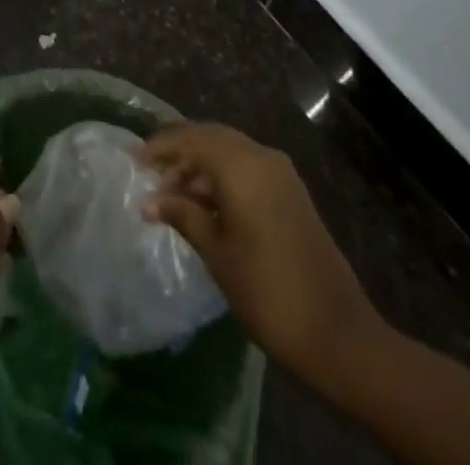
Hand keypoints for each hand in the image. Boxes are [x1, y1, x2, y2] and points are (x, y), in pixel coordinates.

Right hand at [141, 123, 386, 384]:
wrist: (336, 331)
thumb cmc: (266, 290)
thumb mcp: (217, 252)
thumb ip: (182, 215)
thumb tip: (149, 201)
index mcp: (241, 165)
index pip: (192, 139)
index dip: (161, 147)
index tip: (134, 159)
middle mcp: (261, 156)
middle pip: (211, 137)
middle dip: (180, 150)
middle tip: (150, 171)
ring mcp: (280, 172)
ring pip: (229, 150)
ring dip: (200, 164)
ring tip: (171, 192)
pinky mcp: (290, 190)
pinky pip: (247, 166)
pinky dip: (222, 174)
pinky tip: (204, 201)